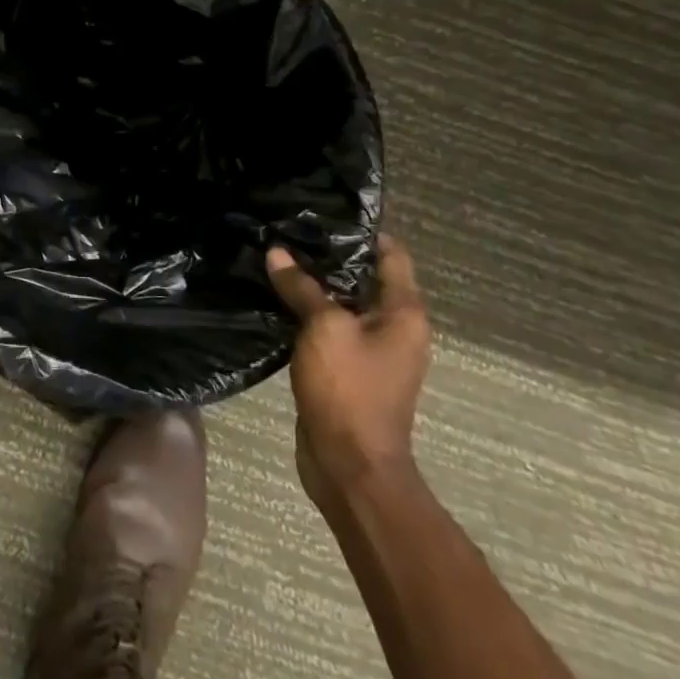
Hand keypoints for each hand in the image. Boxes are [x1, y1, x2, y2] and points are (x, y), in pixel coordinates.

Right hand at [267, 234, 429, 509]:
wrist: (350, 466)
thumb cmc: (348, 389)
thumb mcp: (323, 328)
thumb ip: (302, 288)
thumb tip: (278, 253)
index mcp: (403, 314)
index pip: (391, 255)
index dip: (362, 231)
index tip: (323, 212)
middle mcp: (394, 328)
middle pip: (364, 278)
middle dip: (329, 256)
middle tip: (288, 230)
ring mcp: (370, 351)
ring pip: (342, 304)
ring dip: (314, 285)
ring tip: (276, 257)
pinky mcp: (346, 370)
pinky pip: (328, 329)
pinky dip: (307, 312)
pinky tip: (276, 298)